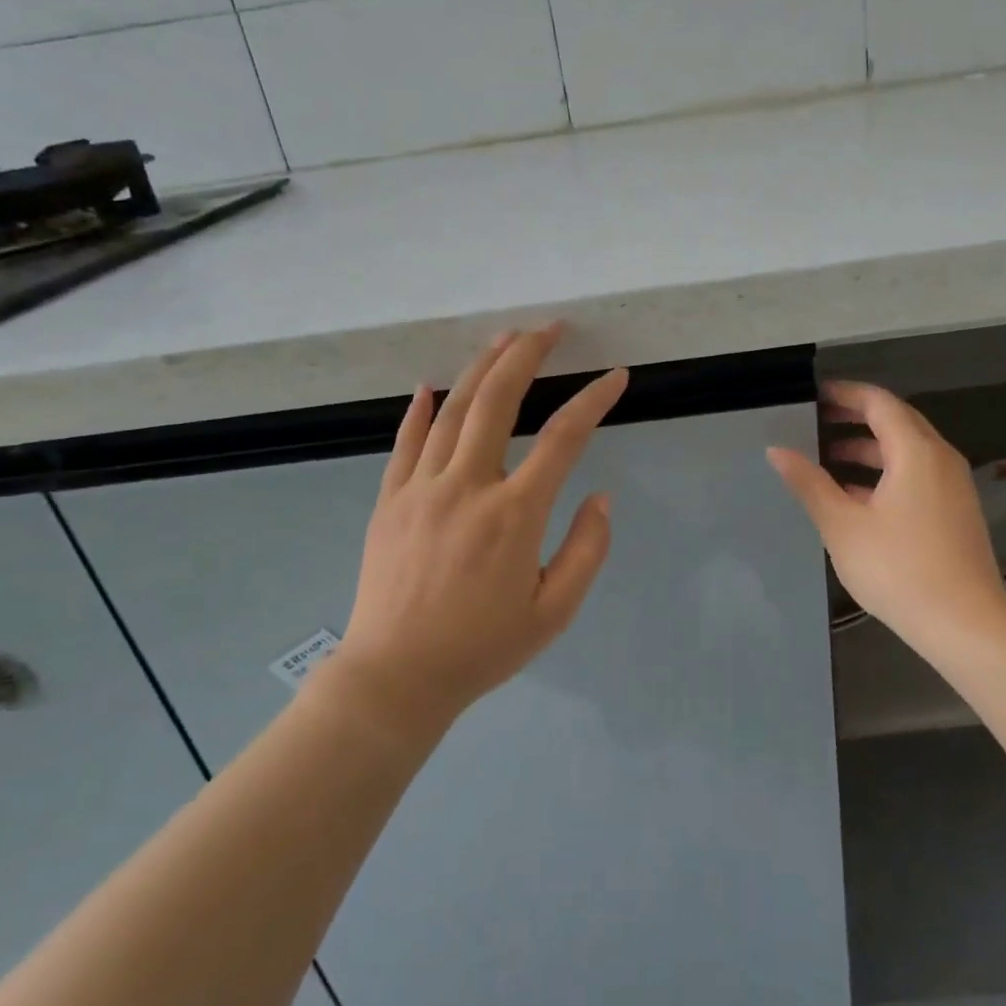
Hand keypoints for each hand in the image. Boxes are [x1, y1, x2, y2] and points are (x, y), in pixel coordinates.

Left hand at [322, 325, 628, 729]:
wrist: (395, 678)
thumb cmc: (481, 648)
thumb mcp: (554, 612)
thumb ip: (587, 551)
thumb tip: (600, 498)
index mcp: (514, 515)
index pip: (564, 438)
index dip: (594, 400)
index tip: (616, 376)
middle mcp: (467, 487)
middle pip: (499, 401)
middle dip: (527, 355)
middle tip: (550, 327)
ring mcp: (422, 488)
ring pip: (453, 410)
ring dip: (480, 368)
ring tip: (504, 338)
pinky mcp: (389, 500)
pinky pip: (405, 442)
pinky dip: (419, 409)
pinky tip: (430, 385)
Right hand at [767, 380, 1005, 660]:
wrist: (965, 625)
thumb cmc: (899, 568)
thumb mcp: (843, 525)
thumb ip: (809, 483)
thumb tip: (776, 451)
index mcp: (916, 451)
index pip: (879, 402)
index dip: (845, 394)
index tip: (812, 396)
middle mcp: (940, 458)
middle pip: (895, 422)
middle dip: (854, 419)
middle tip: (813, 423)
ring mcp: (952, 486)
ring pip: (906, 451)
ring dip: (867, 450)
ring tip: (825, 460)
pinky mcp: (954, 511)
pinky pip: (916, 474)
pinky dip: (884, 473)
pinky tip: (855, 497)